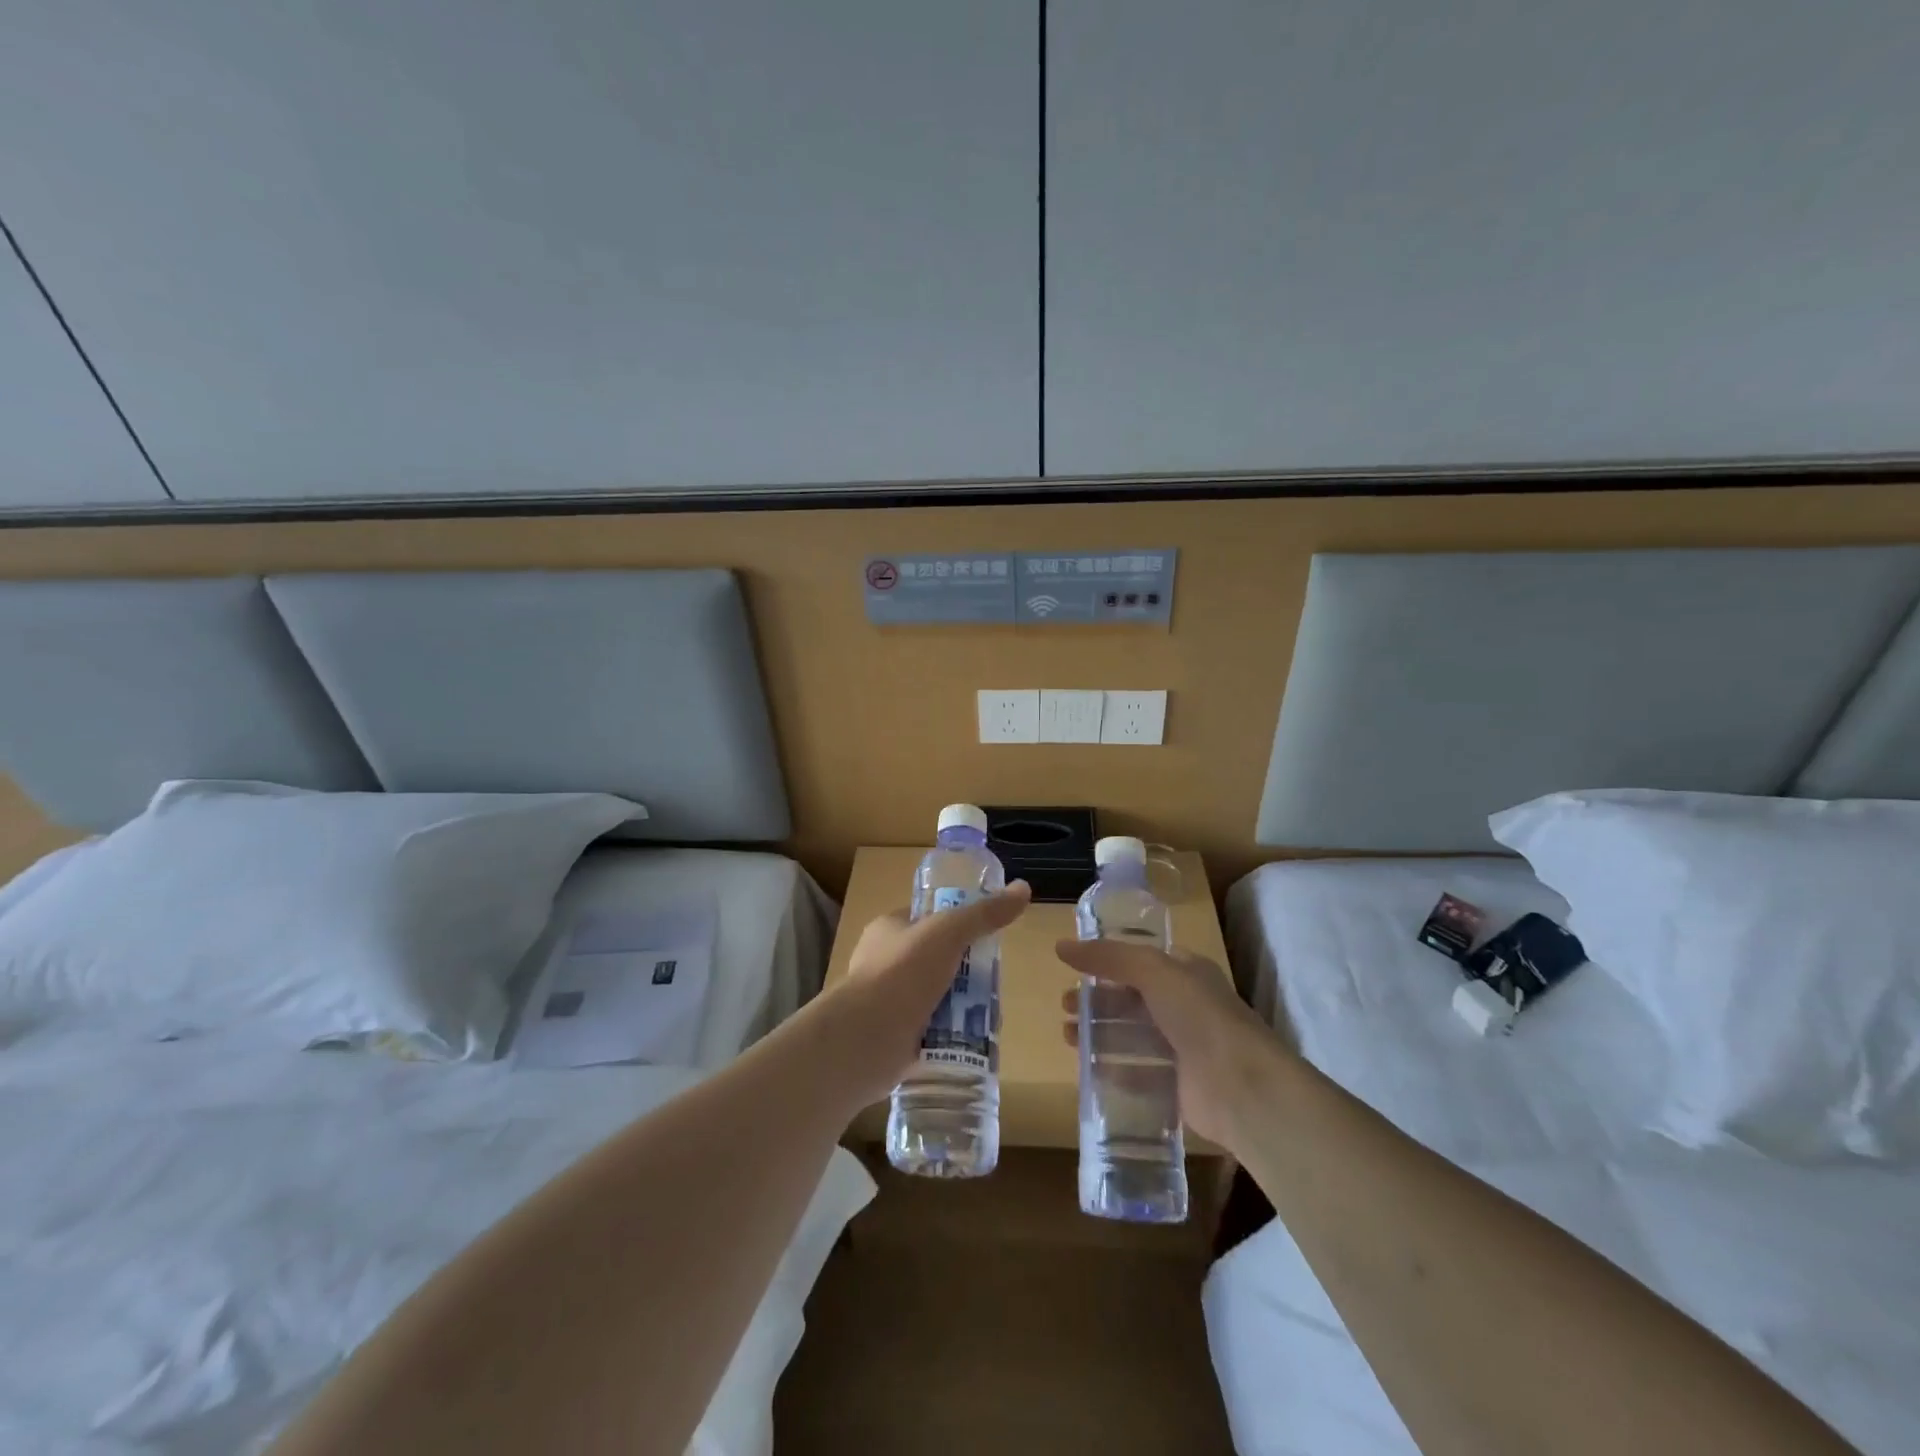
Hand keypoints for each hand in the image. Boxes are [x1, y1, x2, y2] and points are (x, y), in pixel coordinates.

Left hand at [823, 881, 1031, 1105]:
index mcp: (889, 930)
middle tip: (995, 982)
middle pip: (938, 961)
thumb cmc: (903, 972)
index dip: (958, 924)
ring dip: (963, 1006)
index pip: (928, 919)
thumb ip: (985, 913)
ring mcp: (889, 1002)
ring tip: (992, 1015)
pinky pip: (933, 1032)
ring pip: (938, 998)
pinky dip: (953, 1036)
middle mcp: (885, 963)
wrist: (866, 1038)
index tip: (988, 938)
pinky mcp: (896, 1037)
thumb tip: (1023, 888)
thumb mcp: (949, 932)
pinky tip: (976, 1040)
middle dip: (968, 973)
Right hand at [1055, 939, 1277, 1149]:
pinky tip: (1087, 1068)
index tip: (1073, 969)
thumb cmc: (1199, 1015)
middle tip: (1064, 1006)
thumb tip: (1060, 946)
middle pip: (1130, 1000)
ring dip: (1098, 1034)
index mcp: (1185, 974)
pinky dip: (1112, 1070)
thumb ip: (1108, 957)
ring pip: (1130, 1036)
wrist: (1242, 1086)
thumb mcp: (1152, 971)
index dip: (1106, 964)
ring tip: (1068, 1036)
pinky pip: (1137, 1074)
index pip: (1140, 962)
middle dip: (1096, 1001)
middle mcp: (1184, 1007)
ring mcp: (1182, 1049)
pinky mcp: (1177, 1087)